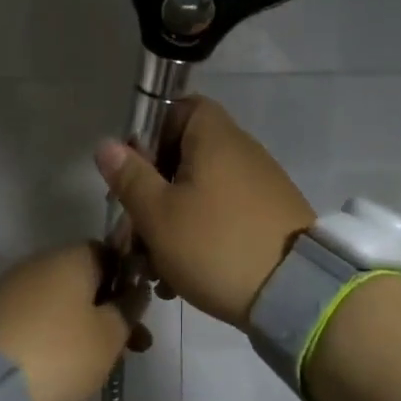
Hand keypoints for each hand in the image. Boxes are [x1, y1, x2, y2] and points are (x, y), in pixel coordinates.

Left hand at [0, 243, 148, 400]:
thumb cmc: (59, 353)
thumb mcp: (109, 335)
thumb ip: (129, 309)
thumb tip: (135, 290)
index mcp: (72, 258)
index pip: (112, 254)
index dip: (130, 282)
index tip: (140, 314)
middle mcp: (39, 263)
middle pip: (85, 282)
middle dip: (109, 312)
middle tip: (131, 348)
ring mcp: (10, 288)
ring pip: (60, 303)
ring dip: (82, 327)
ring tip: (97, 365)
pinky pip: (34, 320)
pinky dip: (52, 337)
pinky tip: (59, 366)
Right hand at [94, 97, 315, 328]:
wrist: (293, 292)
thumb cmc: (214, 244)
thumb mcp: (158, 213)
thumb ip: (130, 176)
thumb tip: (107, 144)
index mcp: (215, 138)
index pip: (179, 109)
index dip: (149, 134)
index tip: (131, 172)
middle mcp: (241, 153)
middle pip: (183, 158)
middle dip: (151, 195)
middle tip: (131, 235)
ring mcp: (259, 187)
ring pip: (199, 194)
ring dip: (170, 225)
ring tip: (153, 269)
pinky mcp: (268, 219)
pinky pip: (222, 217)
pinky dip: (198, 239)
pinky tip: (180, 279)